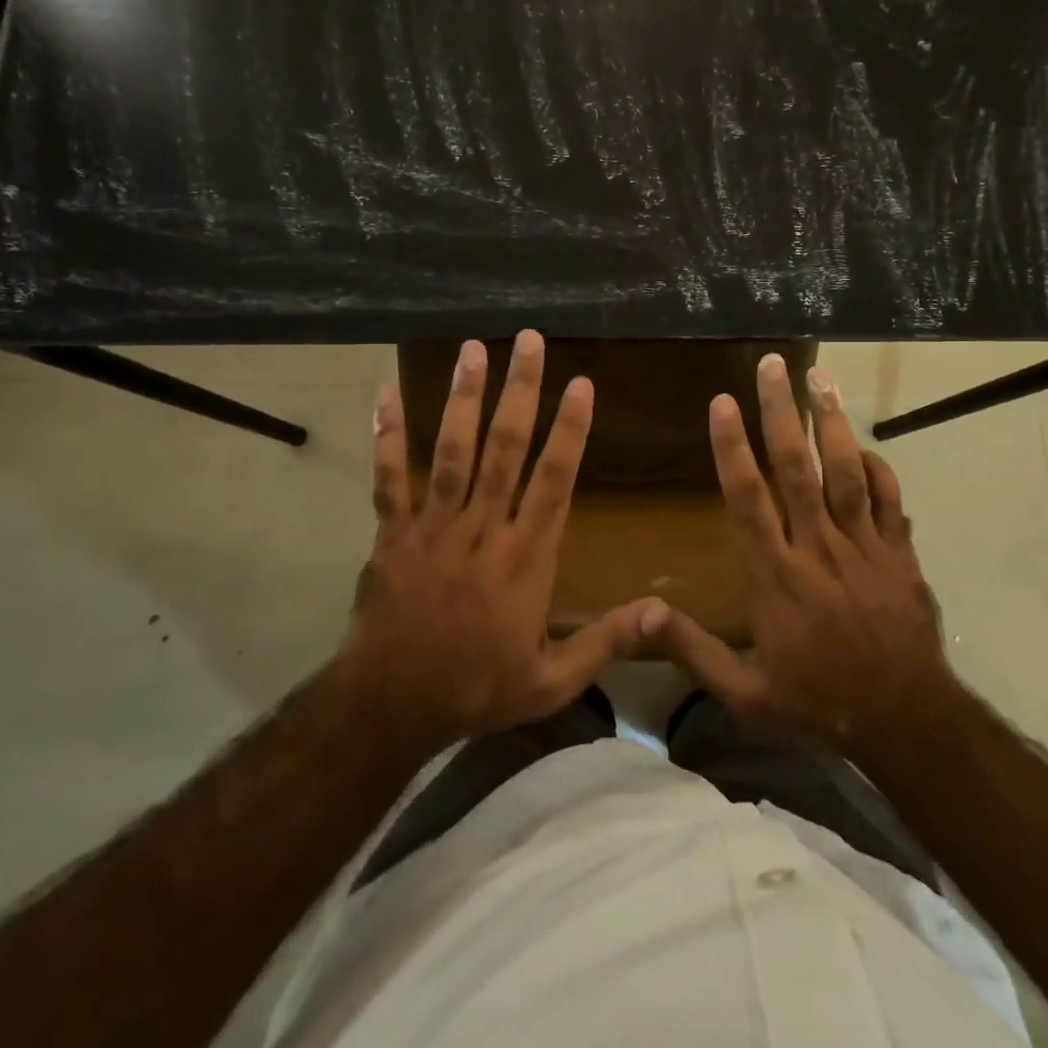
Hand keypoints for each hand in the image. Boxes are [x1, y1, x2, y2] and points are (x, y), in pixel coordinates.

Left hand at [337, 330, 666, 755]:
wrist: (390, 706)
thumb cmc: (476, 690)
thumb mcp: (552, 682)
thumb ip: (605, 642)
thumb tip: (661, 610)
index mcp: (524, 558)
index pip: (554, 481)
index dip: (570, 430)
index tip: (581, 384)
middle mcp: (482, 528)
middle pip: (505, 448)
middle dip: (520, 391)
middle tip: (528, 340)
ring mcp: (433, 526)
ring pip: (452, 451)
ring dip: (463, 398)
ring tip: (473, 349)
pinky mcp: (393, 533)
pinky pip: (389, 477)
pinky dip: (387, 435)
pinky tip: (385, 393)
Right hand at [658, 354, 959, 759]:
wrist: (907, 724)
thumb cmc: (818, 703)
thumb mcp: (744, 693)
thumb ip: (691, 650)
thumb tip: (639, 613)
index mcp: (776, 575)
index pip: (748, 498)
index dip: (732, 447)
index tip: (722, 402)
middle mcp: (818, 549)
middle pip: (796, 468)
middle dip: (781, 412)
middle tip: (773, 364)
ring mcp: (864, 548)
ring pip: (846, 473)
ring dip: (832, 423)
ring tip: (821, 378)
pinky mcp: (901, 555)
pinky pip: (890, 501)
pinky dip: (878, 468)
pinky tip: (864, 444)